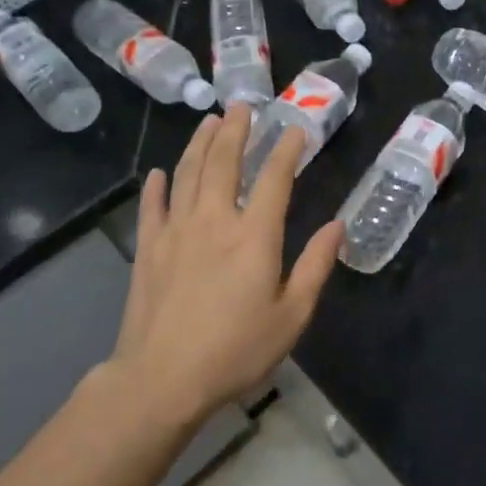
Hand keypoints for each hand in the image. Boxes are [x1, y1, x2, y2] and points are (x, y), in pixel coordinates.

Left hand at [109, 107, 342, 424]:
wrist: (162, 379)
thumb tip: (337, 225)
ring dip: (199, 144)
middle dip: (235, 131)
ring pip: (187, 175)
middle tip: (241, 106)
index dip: (287, 150)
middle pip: (224, 163)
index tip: (296, 129)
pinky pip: (152, 207)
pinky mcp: (148, 250)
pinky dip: (156, 186)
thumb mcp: (291, 315)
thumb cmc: (236, 350)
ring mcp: (176, 232)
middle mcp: (214, 221)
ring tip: (209, 122)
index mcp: (254, 235)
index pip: (274, 179)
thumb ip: (315, 266)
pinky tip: (159, 172)